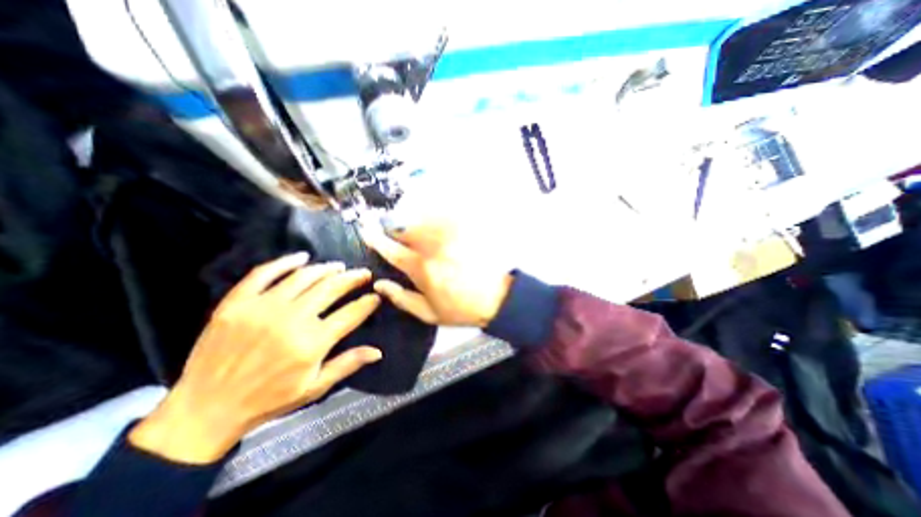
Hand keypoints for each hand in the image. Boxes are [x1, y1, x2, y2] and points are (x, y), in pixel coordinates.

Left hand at [130, 253, 381, 461]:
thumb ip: (347, 364)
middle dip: (353, 278)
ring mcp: (262, 308)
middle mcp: (291, 320)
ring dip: (326, 268)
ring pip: (304, 277)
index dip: (368, 302)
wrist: (204, 411)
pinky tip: (302, 257)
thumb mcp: (314, 388)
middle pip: (331, 288)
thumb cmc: (267, 401)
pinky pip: (264, 273)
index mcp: (312, 343)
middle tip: (364, 273)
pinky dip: (285, 262)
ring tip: (339, 267)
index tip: (377, 295)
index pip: (351, 313)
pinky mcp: (237, 303)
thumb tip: (378, 351)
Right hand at [361, 218, 510, 326]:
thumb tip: (379, 284)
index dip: (377, 239)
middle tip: (392, 230)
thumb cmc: (460, 309)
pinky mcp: (464, 232)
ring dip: (413, 220)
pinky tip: (433, 219)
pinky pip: (444, 217)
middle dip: (395, 227)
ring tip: (412, 225)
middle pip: (406, 228)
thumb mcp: (428, 313)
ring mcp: (450, 238)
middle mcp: (433, 248)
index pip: (393, 250)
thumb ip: (402, 298)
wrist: (495, 299)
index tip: (366, 230)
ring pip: (424, 219)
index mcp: (421, 269)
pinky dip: (434, 215)